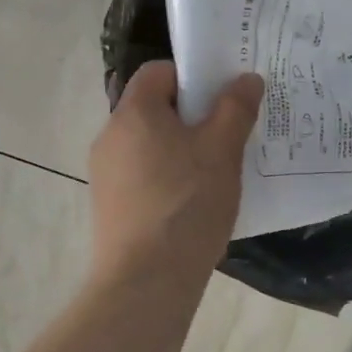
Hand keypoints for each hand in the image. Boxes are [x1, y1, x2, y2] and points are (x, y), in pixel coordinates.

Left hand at [88, 61, 263, 287]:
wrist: (146, 280)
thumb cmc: (187, 204)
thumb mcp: (222, 151)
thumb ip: (235, 108)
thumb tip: (246, 78)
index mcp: (134, 113)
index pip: (159, 71)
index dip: (193, 77)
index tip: (222, 99)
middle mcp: (110, 136)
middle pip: (154, 108)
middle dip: (191, 117)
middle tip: (227, 136)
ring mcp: (105, 173)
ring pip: (149, 145)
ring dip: (180, 150)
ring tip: (215, 173)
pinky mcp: (109, 205)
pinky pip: (142, 175)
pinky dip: (166, 178)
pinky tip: (192, 204)